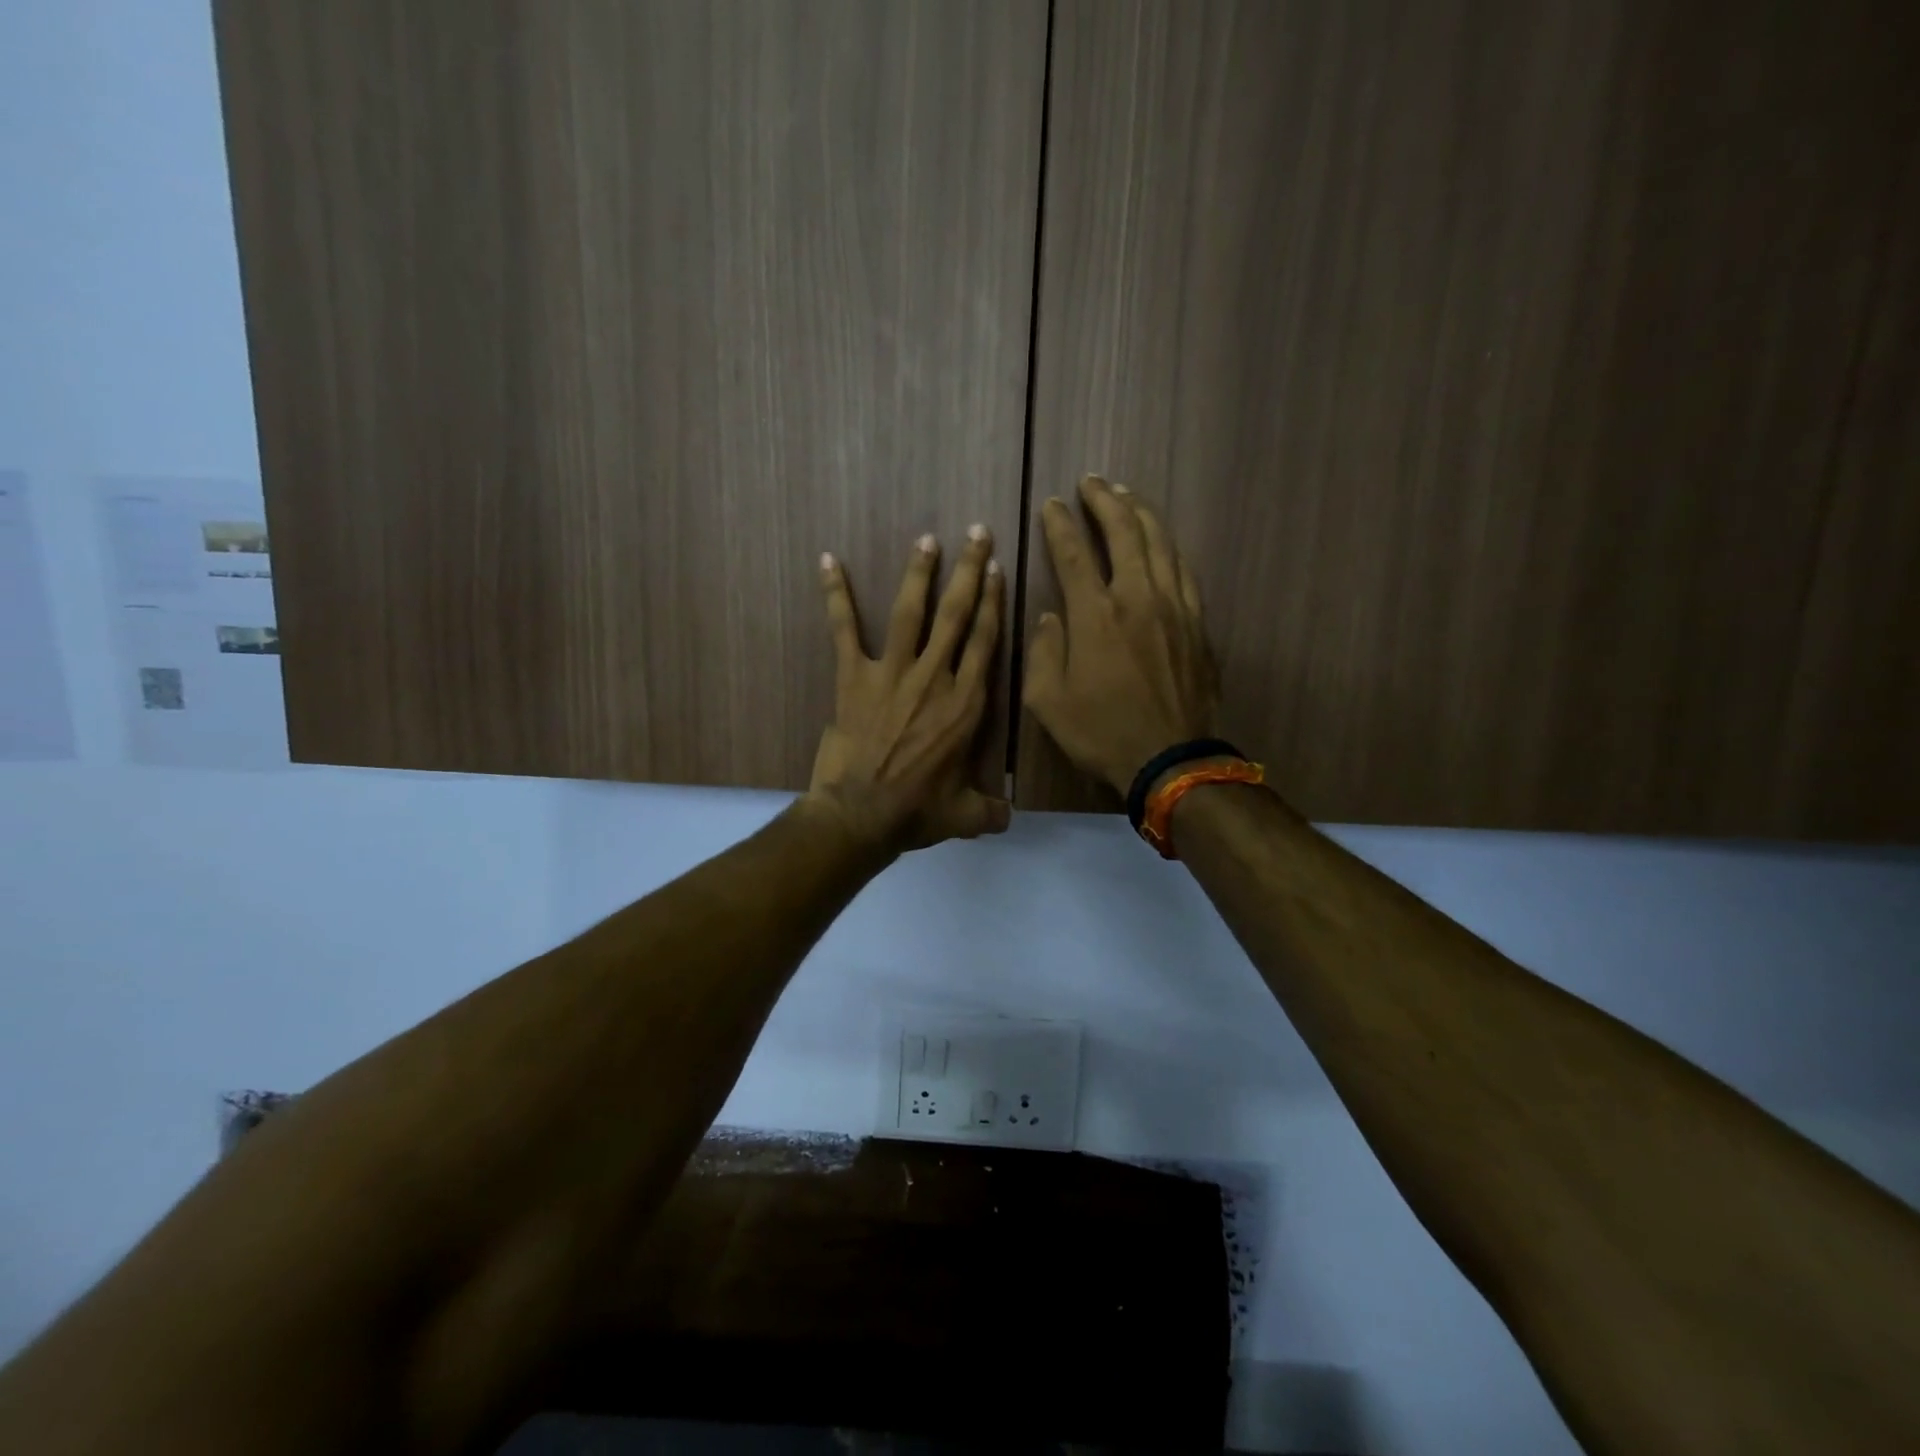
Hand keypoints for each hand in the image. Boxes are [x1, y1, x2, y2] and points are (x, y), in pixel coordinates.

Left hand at [806, 527, 1010, 851]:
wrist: (859, 816)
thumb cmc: (916, 813)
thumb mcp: (965, 816)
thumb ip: (991, 811)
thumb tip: (1009, 820)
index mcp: (965, 705)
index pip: (985, 642)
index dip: (993, 603)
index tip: (998, 570)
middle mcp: (934, 678)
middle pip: (957, 615)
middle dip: (970, 571)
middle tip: (977, 533)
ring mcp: (892, 674)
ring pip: (911, 612)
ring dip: (919, 573)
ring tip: (928, 539)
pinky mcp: (854, 677)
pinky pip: (844, 629)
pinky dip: (836, 595)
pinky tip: (829, 561)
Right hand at [1024, 475, 1219, 796]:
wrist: (1170, 760)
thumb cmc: (1101, 733)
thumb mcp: (1048, 702)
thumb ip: (1044, 651)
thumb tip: (1052, 617)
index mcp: (1096, 615)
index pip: (1074, 553)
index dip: (1060, 524)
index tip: (1051, 505)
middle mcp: (1137, 598)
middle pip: (1125, 531)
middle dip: (1105, 500)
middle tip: (1091, 482)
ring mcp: (1174, 607)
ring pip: (1160, 542)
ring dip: (1140, 513)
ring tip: (1125, 495)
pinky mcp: (1197, 623)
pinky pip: (1183, 570)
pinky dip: (1168, 546)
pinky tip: (1161, 540)